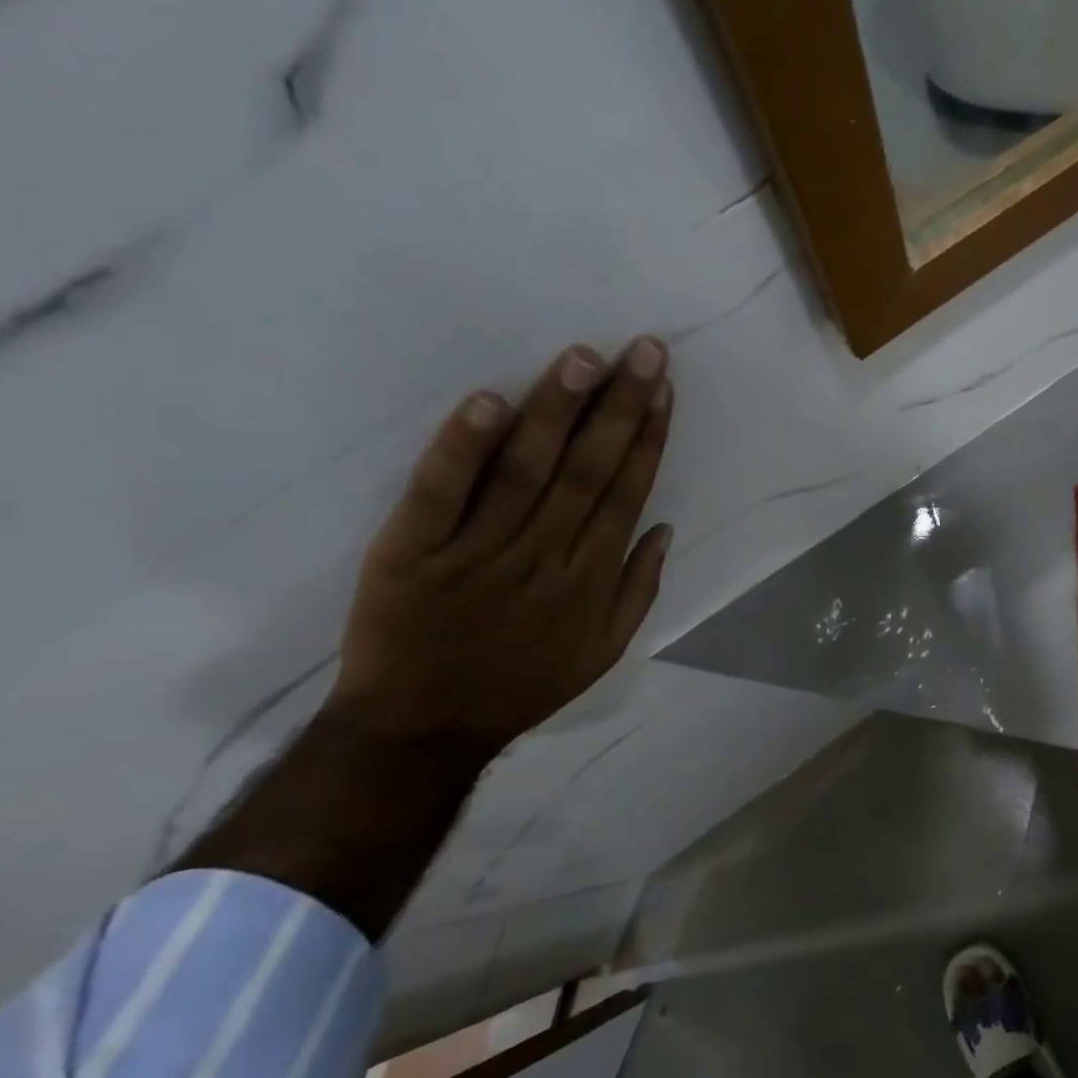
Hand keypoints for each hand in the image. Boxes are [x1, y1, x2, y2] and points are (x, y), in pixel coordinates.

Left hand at [329, 337, 673, 758]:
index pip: (627, 493)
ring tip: (584, 357)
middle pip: (587, 471)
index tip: (663, 388)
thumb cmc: (522, 685)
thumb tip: (665, 528)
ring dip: (557, 411)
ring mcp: (478, 552)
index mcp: (591, 579)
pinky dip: (464, 448)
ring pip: (525, 471)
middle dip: (619, 407)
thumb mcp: (604, 651)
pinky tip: (490, 401)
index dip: (648, 438)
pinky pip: (441, 493)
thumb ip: (640, 590)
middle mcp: (545, 557)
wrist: (422, 727)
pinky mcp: (411, 551)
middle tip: (643, 350)